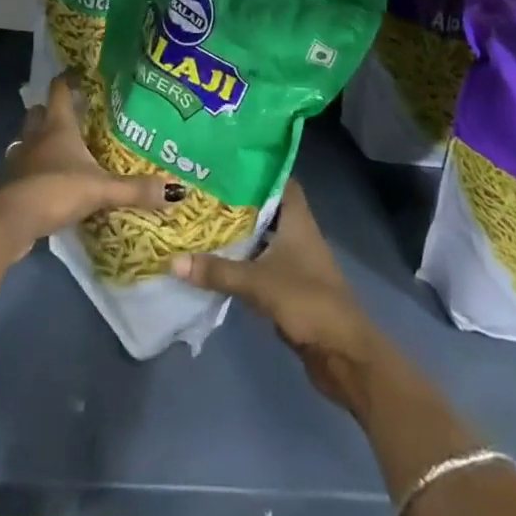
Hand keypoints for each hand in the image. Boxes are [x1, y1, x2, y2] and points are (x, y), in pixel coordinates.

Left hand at [0, 73, 170, 258]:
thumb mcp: (100, 189)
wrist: (7, 221)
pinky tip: (45, 183)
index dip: (67, 80)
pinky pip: (21, 170)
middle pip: (39, 113)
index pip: (59, 90)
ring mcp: (18, 161)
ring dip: (39, 142)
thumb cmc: (54, 190)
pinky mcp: (9, 185)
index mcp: (57, 126)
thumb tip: (177, 191)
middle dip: (51, 111)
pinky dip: (32, 171)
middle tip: (72, 114)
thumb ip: (135, 189)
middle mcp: (34, 137)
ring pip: (27, 141)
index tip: (78, 74)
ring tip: (59, 149)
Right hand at [171, 179, 382, 414]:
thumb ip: (217, 271)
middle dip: (237, 201)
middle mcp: (297, 232)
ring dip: (238, 232)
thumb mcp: (258, 282)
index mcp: (297, 218)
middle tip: (202, 190)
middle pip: (265, 207)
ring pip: (262, 236)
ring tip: (201, 219)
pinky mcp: (288, 286)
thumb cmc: (307, 301)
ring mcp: (294, 260)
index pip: (279, 179)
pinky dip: (242, 260)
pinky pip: (260, 263)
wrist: (343, 353)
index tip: (224, 162)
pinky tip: (215, 259)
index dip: (256, 168)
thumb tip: (173, 260)